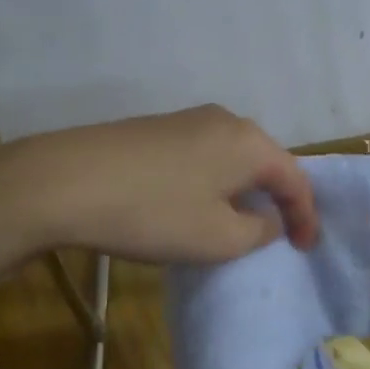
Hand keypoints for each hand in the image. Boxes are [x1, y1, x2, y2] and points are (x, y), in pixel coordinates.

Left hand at [0, 105, 318, 271]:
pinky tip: (193, 204)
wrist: (63, 181)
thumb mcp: (219, 238)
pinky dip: (212, 182)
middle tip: (277, 233)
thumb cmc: (154, 213)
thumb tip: (266, 217)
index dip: (306, 217)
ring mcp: (187, 120)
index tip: (305, 249)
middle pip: (266, 162)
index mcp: (250, 143)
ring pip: (232, 157)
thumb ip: (259, 230)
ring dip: (242, 190)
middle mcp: (225, 121)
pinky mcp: (155, 128)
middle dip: (276, 198)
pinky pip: (202, 156)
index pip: (296, 179)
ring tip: (237, 222)